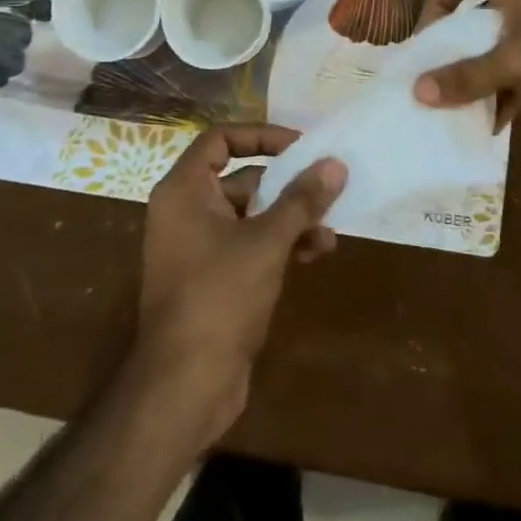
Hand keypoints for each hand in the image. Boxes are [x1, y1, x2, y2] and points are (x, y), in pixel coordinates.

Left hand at [133, 125, 346, 443]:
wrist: (185, 383)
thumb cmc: (219, 296)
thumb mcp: (266, 242)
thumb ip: (301, 200)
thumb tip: (335, 165)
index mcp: (185, 191)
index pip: (220, 140)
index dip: (261, 136)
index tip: (300, 146)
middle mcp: (186, 211)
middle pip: (241, 180)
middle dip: (286, 186)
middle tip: (327, 189)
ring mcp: (198, 247)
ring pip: (251, 216)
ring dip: (290, 220)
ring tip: (329, 232)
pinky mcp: (213, 278)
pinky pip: (249, 246)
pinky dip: (279, 245)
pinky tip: (314, 255)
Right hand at [413, 0, 520, 135]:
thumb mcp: (519, 63)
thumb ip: (466, 77)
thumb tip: (416, 92)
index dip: (434, 3)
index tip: (424, 42)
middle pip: (472, 12)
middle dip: (450, 47)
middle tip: (429, 78)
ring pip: (495, 45)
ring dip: (476, 74)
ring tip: (453, 107)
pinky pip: (518, 69)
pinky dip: (504, 92)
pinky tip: (491, 124)